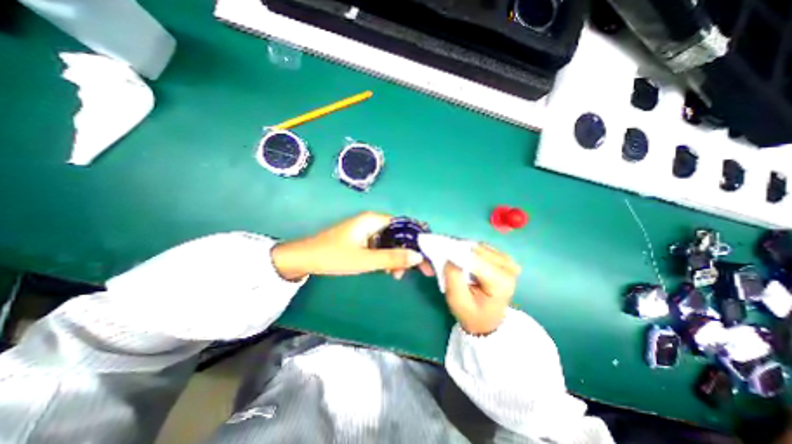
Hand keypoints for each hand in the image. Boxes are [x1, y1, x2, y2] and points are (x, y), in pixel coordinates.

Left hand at [271, 212, 432, 279]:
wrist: (304, 258)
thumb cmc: (334, 256)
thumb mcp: (365, 260)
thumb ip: (392, 258)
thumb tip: (418, 257)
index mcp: (374, 220)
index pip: (404, 225)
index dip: (417, 239)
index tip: (427, 255)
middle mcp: (372, 221)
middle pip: (398, 234)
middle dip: (408, 251)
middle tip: (417, 270)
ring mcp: (366, 230)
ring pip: (390, 241)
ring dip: (396, 257)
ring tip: (397, 275)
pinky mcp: (362, 239)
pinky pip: (380, 246)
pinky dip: (386, 257)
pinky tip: (387, 271)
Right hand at [443, 245, 523, 334]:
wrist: (488, 321)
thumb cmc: (472, 314)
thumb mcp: (457, 300)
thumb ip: (453, 277)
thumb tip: (449, 256)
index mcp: (501, 280)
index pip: (472, 259)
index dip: (452, 254)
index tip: (434, 253)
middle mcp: (508, 266)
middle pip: (473, 249)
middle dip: (452, 251)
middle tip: (434, 257)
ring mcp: (506, 260)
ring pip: (475, 246)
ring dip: (458, 250)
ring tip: (445, 259)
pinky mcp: (502, 257)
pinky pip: (479, 247)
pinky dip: (465, 251)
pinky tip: (458, 259)